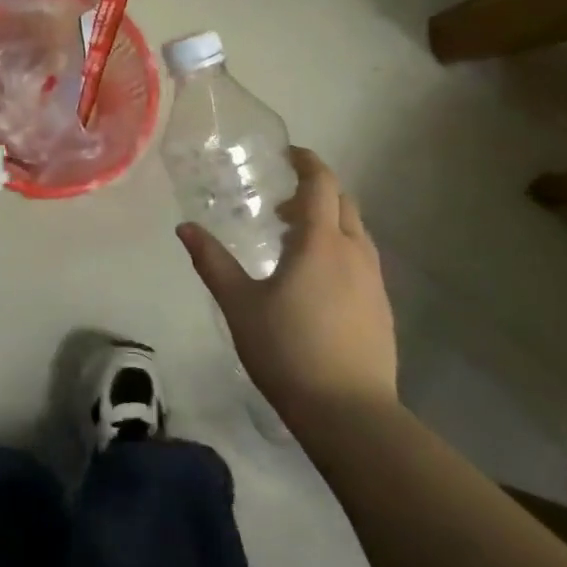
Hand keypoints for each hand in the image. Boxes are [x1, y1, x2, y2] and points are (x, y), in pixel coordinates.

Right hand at [177, 147, 396, 410]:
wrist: (349, 412)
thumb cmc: (288, 350)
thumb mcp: (239, 304)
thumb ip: (212, 262)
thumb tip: (184, 228)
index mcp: (321, 242)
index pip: (322, 183)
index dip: (307, 162)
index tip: (286, 154)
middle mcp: (355, 252)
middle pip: (344, 202)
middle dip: (316, 191)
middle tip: (281, 202)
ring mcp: (374, 281)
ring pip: (356, 232)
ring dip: (329, 221)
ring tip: (295, 240)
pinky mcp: (382, 307)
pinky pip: (363, 259)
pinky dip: (340, 248)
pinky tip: (317, 279)